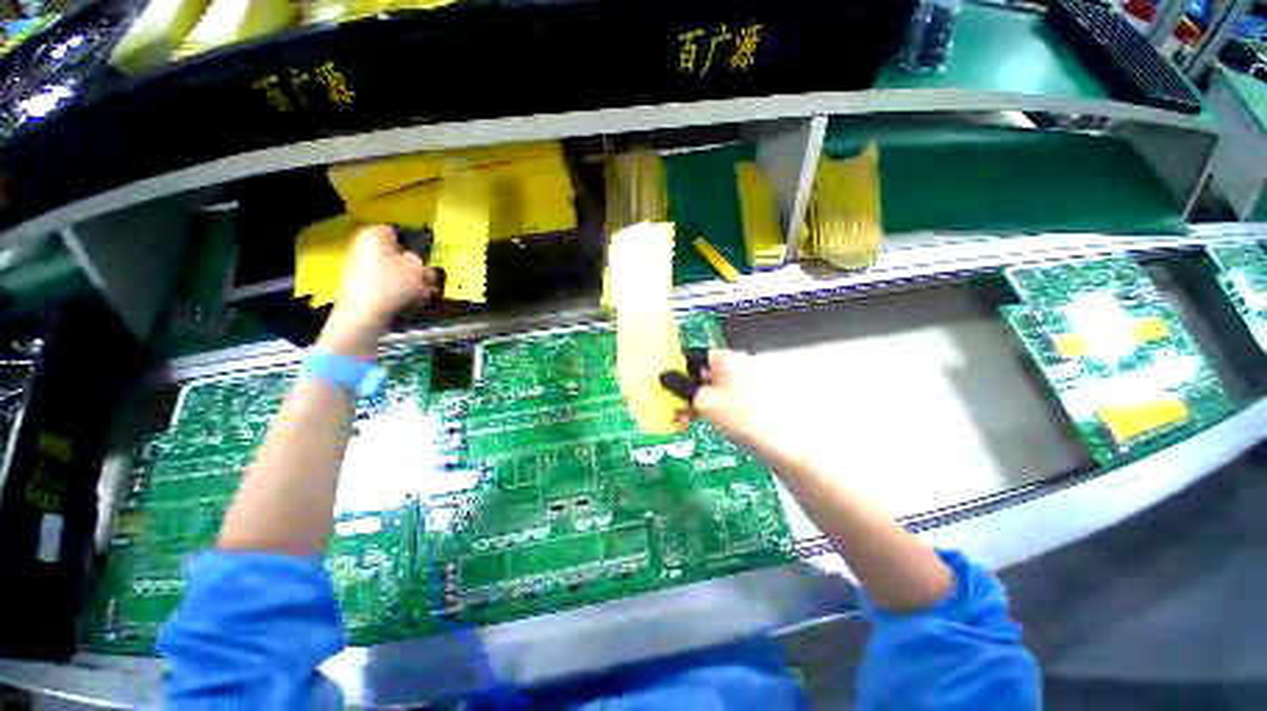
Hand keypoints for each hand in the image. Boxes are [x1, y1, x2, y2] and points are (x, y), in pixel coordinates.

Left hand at [336, 225, 439, 327]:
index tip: (424, 258)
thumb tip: (413, 262)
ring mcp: (361, 268)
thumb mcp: (417, 266)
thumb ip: (419, 260)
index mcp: (373, 235)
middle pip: (396, 255)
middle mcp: (363, 248)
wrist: (364, 312)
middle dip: (413, 266)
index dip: (412, 244)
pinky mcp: (363, 287)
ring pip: (394, 271)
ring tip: (426, 293)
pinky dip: (400, 291)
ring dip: (411, 281)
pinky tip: (413, 301)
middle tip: (429, 279)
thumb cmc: (391, 282)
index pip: (396, 232)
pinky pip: (387, 284)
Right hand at [661, 349, 758, 448]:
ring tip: (688, 421)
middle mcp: (740, 364)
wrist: (782, 443)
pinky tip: (708, 423)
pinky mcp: (756, 398)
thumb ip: (682, 388)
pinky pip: (728, 398)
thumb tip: (665, 377)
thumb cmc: (741, 416)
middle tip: (677, 410)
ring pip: (716, 389)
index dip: (679, 372)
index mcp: (728, 358)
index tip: (669, 389)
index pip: (696, 357)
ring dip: (699, 403)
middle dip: (689, 392)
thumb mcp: (704, 401)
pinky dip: (716, 408)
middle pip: (705, 374)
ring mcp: (751, 381)